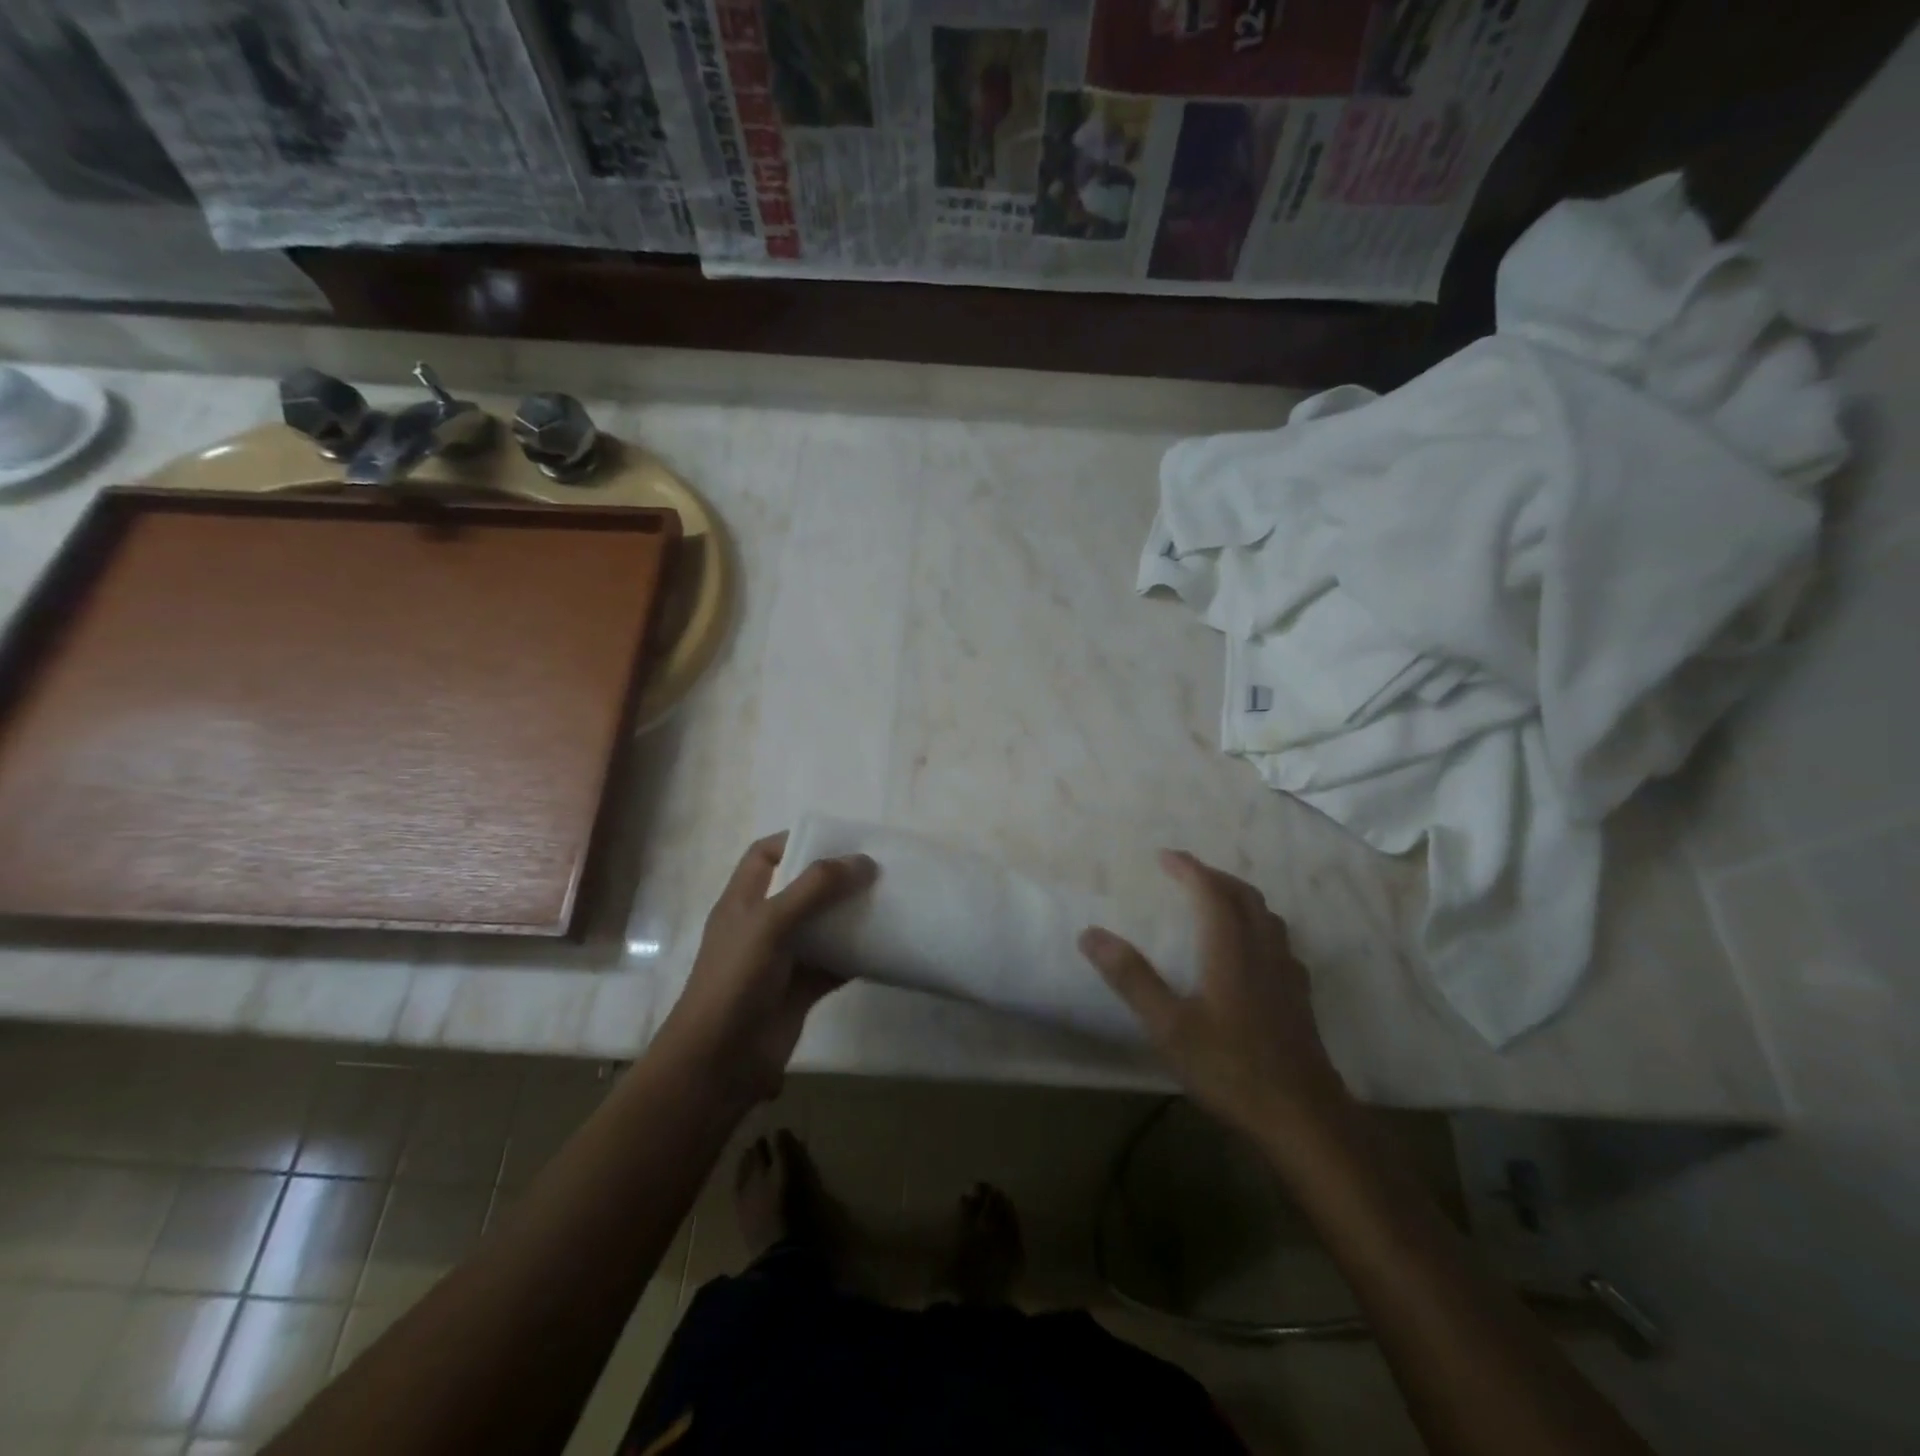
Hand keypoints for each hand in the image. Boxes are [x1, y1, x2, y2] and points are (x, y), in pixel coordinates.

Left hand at [658, 832, 877, 1104]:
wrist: (719, 1061)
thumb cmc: (735, 980)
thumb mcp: (770, 922)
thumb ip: (814, 888)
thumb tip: (862, 861)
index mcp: (743, 901)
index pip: (765, 855)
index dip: (795, 840)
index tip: (836, 838)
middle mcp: (762, 925)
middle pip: (801, 888)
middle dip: (834, 877)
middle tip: (874, 867)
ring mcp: (783, 958)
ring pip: (822, 926)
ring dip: (851, 914)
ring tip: (887, 898)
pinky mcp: (801, 989)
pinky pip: (835, 963)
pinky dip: (858, 954)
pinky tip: (885, 944)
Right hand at [1078, 849, 1346, 1139]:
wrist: (1303, 1117)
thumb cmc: (1230, 1068)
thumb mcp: (1168, 1026)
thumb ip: (1131, 978)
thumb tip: (1090, 934)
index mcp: (1231, 950)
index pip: (1211, 892)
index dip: (1189, 868)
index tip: (1165, 856)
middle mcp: (1263, 951)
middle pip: (1244, 897)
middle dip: (1214, 877)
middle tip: (1186, 873)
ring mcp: (1287, 974)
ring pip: (1266, 917)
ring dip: (1238, 897)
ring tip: (1215, 901)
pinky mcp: (1299, 998)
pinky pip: (1279, 942)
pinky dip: (1258, 926)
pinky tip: (1250, 950)